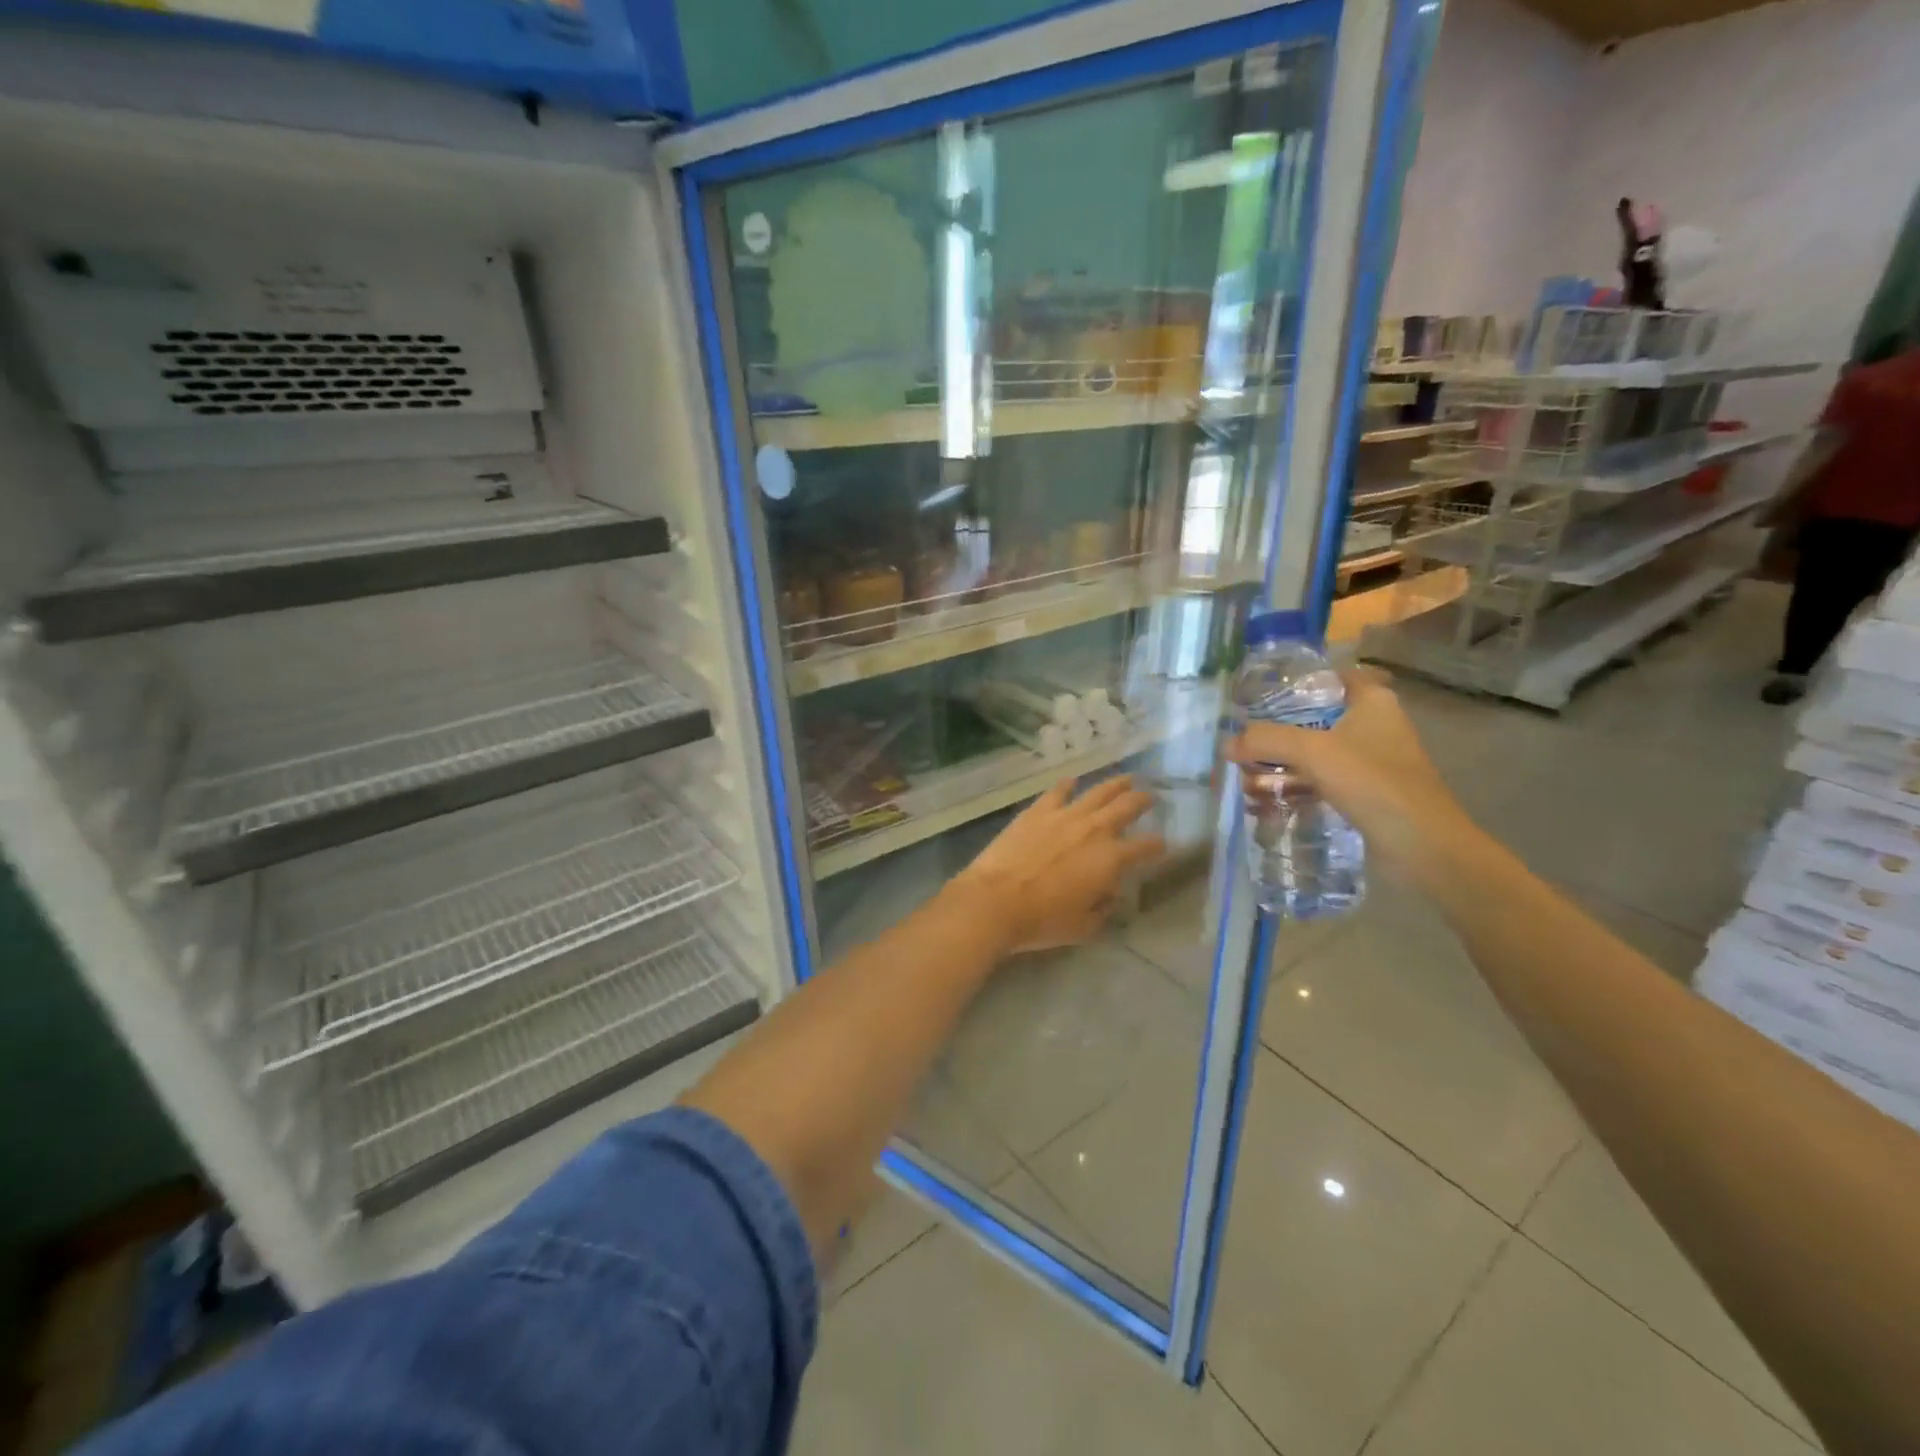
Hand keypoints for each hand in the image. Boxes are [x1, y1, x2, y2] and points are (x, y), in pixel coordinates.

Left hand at [949, 775, 1165, 955]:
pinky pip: (1057, 791)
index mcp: (1111, 859)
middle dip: (1143, 800)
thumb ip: (1103, 907)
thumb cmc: (1042, 920)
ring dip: (1115, 784)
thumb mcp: (1084, 926)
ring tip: (1126, 778)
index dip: (1158, 846)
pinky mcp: (1037, 811)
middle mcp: (1094, 829)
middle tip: (1151, 796)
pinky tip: (1072, 781)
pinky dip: (1067, 785)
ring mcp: (1064, 815)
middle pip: (1127, 807)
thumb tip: (1110, 892)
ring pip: (1097, 792)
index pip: (1146, 847)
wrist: (995, 900)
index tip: (1162, 845)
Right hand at [1225, 667, 1474, 881]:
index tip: (1260, 694)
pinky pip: (1322, 783)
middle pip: (1317, 719)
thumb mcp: (1313, 752)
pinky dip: (1296, 788)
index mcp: (1373, 703)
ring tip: (1245, 774)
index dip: (1298, 682)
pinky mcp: (1366, 796)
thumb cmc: (1373, 783)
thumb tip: (1227, 743)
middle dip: (1279, 730)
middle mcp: (1374, 727)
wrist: (1423, 847)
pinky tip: (1266, 800)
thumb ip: (1266, 741)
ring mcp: (1371, 764)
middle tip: (1243, 739)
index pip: (1332, 678)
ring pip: (1317, 755)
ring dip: (1283, 764)